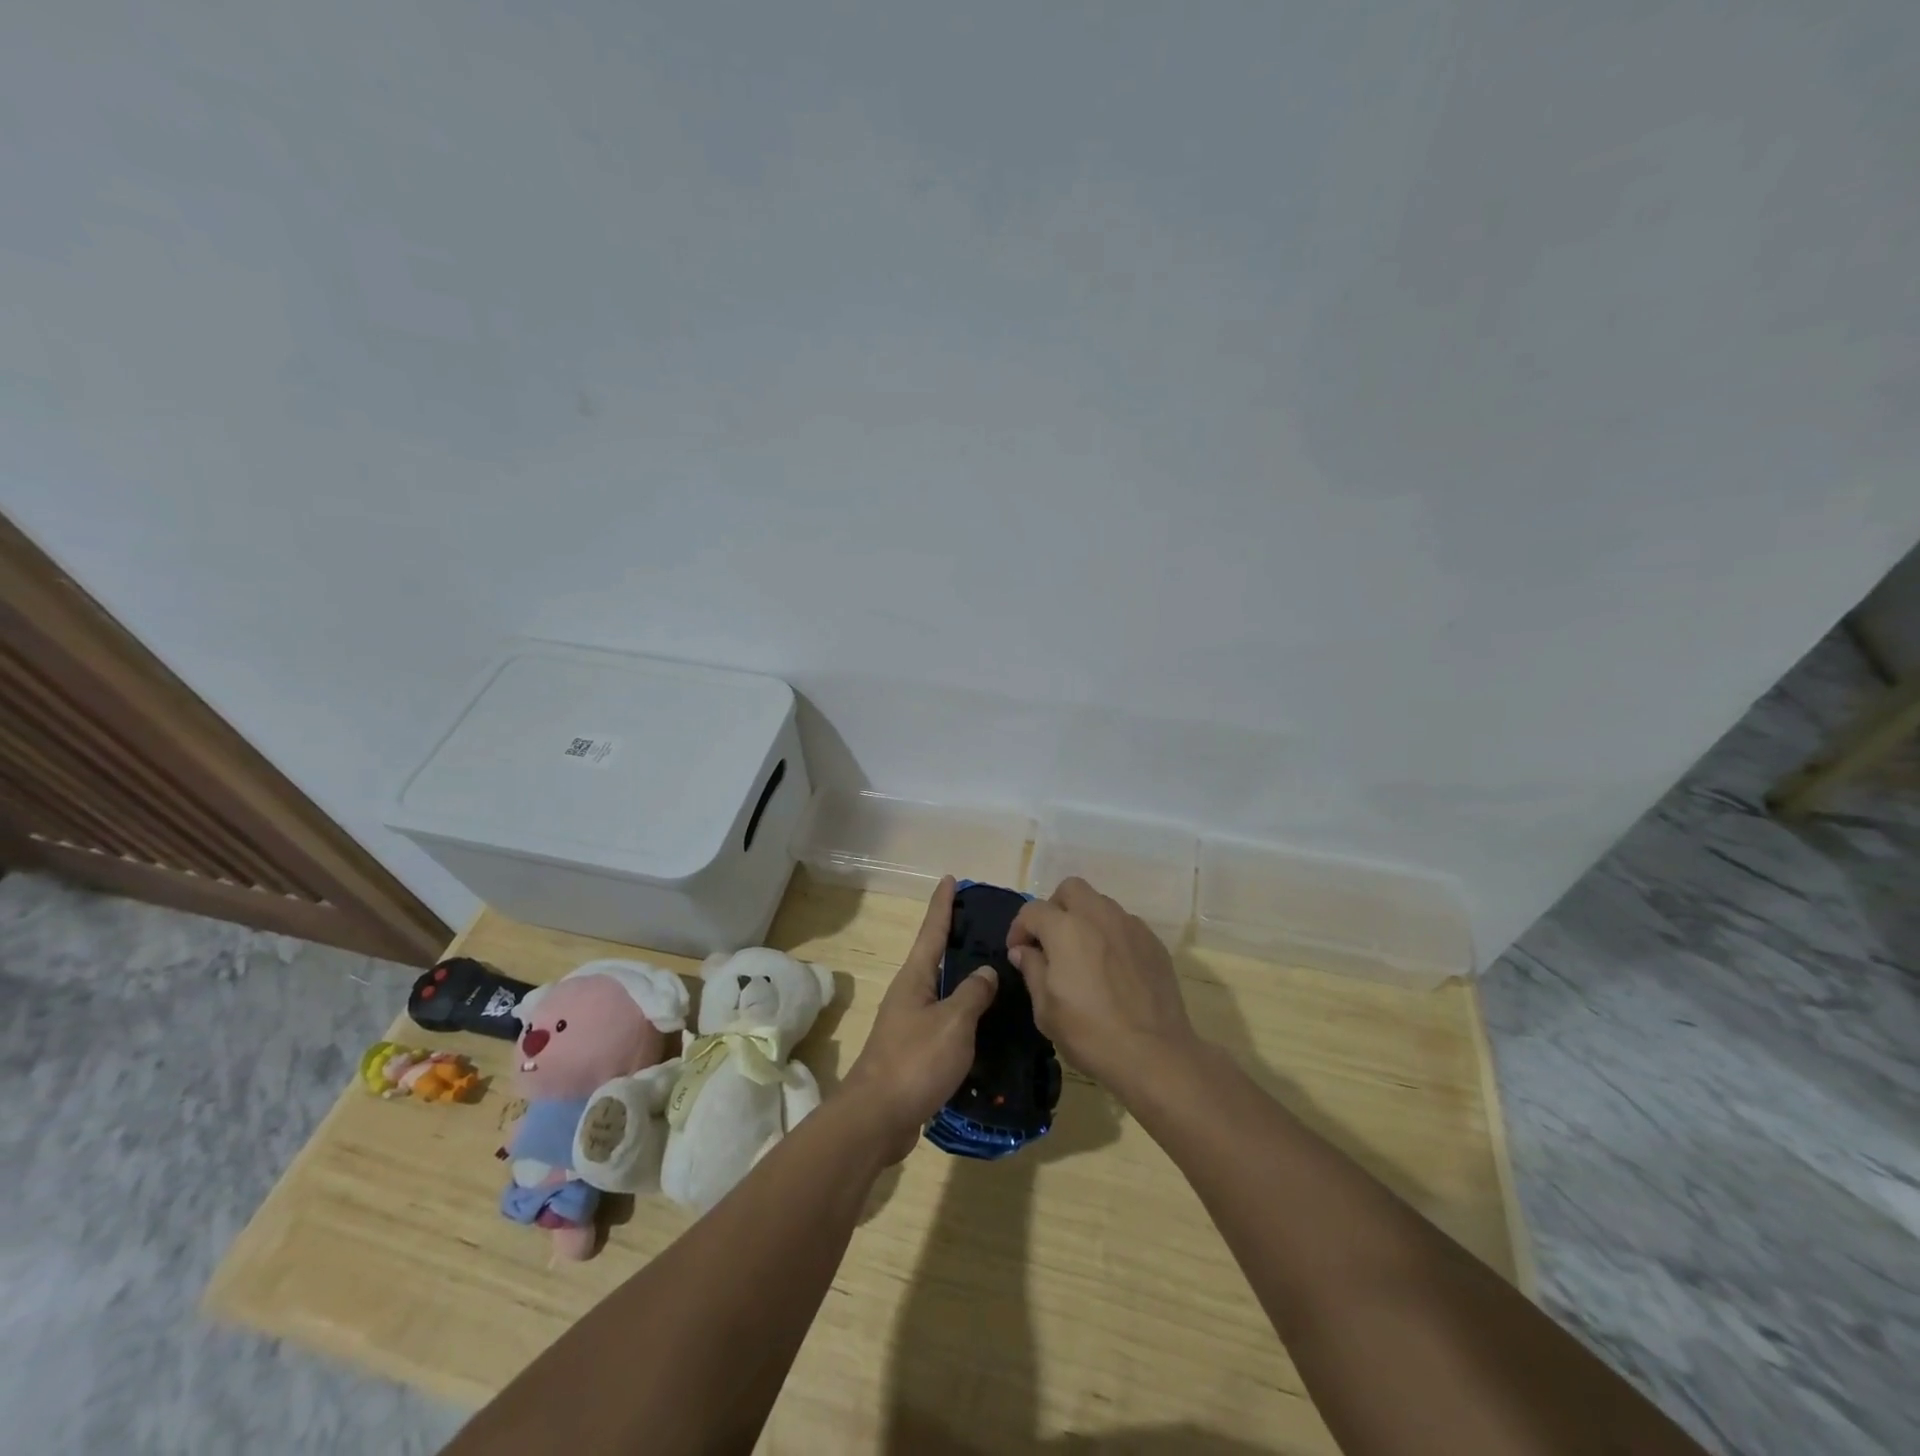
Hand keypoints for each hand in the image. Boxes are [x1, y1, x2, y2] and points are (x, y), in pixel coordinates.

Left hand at [839, 876, 996, 1162]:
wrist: (877, 1118)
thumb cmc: (914, 1061)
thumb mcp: (952, 1023)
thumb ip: (972, 994)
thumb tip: (985, 971)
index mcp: (914, 979)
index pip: (932, 930)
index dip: (943, 904)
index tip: (950, 879)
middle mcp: (909, 994)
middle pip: (935, 958)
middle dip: (957, 940)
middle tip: (987, 926)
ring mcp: (910, 1024)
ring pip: (943, 992)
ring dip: (964, 981)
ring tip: (996, 973)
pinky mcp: (916, 1053)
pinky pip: (946, 1023)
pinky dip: (966, 1017)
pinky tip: (987, 1025)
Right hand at [1007, 876, 1198, 1093]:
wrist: (1154, 1054)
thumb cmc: (1090, 1033)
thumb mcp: (1045, 1009)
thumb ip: (1032, 969)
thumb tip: (1024, 951)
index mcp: (1066, 929)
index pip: (1033, 910)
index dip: (1019, 928)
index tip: (1018, 952)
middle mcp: (1099, 915)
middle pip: (1071, 889)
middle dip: (1055, 908)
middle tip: (1051, 941)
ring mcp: (1130, 926)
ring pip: (1100, 904)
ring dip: (1085, 919)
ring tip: (1083, 954)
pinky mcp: (1153, 942)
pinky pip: (1125, 925)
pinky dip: (1111, 935)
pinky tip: (1112, 968)